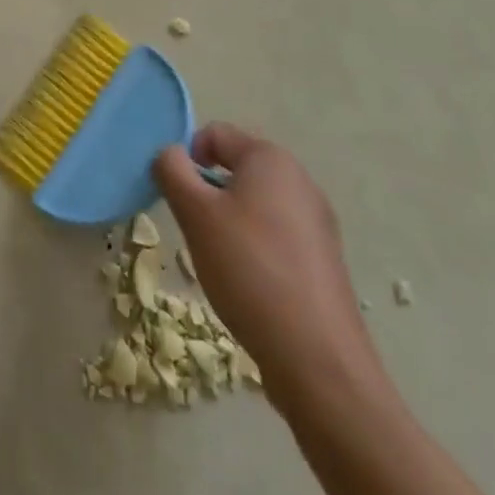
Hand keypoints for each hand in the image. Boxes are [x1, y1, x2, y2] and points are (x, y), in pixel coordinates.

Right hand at [155, 124, 379, 406]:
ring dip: (229, 220)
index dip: (187, 157)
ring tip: (222, 261)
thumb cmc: (249, 270)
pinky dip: (254, 247)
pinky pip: (275, 234)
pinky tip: (249, 283)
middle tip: (196, 229)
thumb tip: (171, 154)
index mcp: (270, 158)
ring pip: (255, 203)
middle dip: (208, 191)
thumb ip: (172, 170)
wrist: (318, 359)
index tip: (177, 196)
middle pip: (236, 167)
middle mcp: (299, 180)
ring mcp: (317, 221)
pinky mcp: (323, 259)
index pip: (215, 134)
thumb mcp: (195, 213)